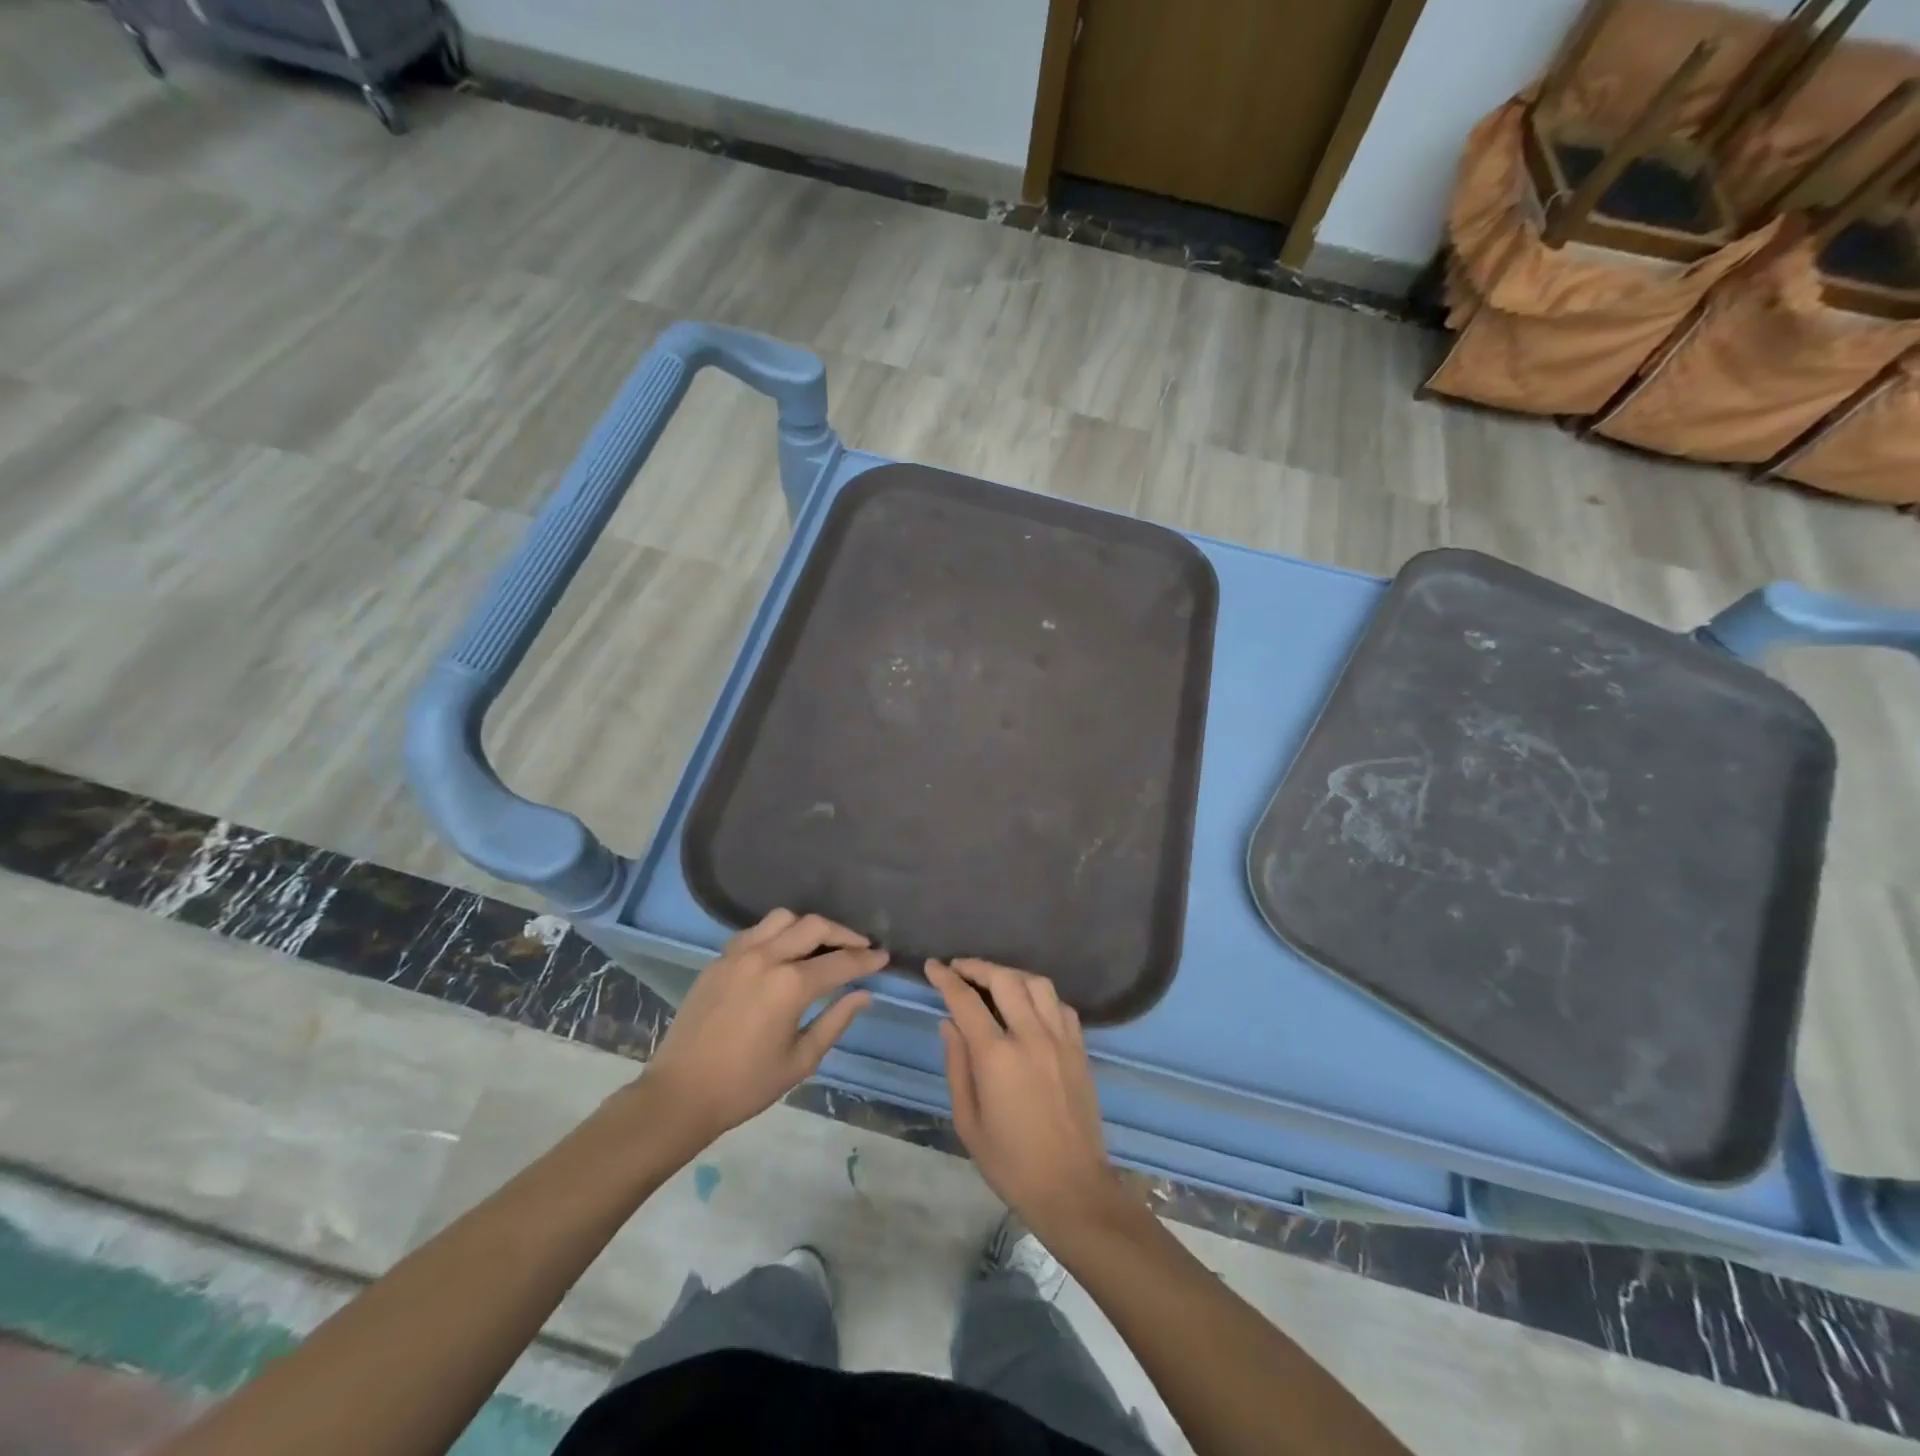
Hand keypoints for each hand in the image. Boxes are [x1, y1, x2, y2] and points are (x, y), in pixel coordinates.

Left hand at [639, 909, 884, 1151]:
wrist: (680, 1094)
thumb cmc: (746, 1085)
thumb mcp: (801, 1060)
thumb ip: (836, 1021)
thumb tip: (864, 994)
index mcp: (790, 985)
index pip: (841, 962)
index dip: (867, 960)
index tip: (884, 957)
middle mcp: (767, 957)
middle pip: (814, 926)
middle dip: (843, 933)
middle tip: (859, 947)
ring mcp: (739, 953)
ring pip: (783, 919)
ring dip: (808, 927)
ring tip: (821, 945)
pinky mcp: (719, 959)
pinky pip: (756, 931)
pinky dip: (777, 933)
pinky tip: (783, 952)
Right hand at [928, 958, 1123, 1241]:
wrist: (1071, 1187)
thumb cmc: (1010, 1162)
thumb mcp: (968, 1120)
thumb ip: (957, 1065)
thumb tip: (949, 1023)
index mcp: (997, 1056)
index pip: (966, 1001)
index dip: (946, 979)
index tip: (933, 966)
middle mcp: (1031, 1036)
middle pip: (1005, 979)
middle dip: (978, 967)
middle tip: (959, 968)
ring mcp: (1060, 1039)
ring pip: (1037, 983)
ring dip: (1012, 974)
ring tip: (994, 981)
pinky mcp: (1079, 1049)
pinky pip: (1060, 1005)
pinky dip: (1041, 996)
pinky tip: (1030, 1005)